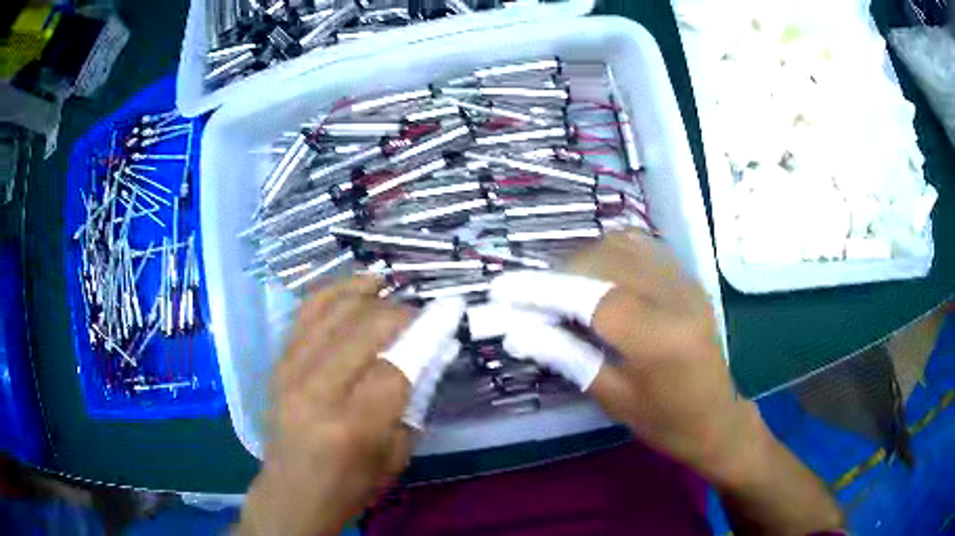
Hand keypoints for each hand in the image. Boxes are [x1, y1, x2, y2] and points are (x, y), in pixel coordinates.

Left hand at [239, 276, 414, 535]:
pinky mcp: (278, 363)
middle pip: (365, 328)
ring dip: (368, 294)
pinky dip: (334, 292)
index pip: (397, 363)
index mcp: (354, 425)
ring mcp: (291, 371)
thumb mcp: (397, 454)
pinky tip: (355, 287)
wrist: (292, 492)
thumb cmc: (351, 485)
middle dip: (401, 312)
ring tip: (390, 290)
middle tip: (420, 315)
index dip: (428, 332)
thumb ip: (415, 399)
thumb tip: (433, 350)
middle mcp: (318, 390)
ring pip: (334, 310)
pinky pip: (306, 312)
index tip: (449, 311)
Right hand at [492, 231, 753, 480]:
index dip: (542, 290)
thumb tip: (518, 332)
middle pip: (605, 261)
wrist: (718, 419)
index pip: (591, 298)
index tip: (503, 289)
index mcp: (659, 340)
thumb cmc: (666, 422)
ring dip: (583, 259)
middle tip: (530, 298)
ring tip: (560, 287)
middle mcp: (677, 299)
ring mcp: (687, 284)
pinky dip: (611, 251)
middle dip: (559, 274)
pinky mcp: (689, 280)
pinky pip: (644, 247)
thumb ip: (568, 357)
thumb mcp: (614, 400)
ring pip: (623, 245)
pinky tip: (596, 272)